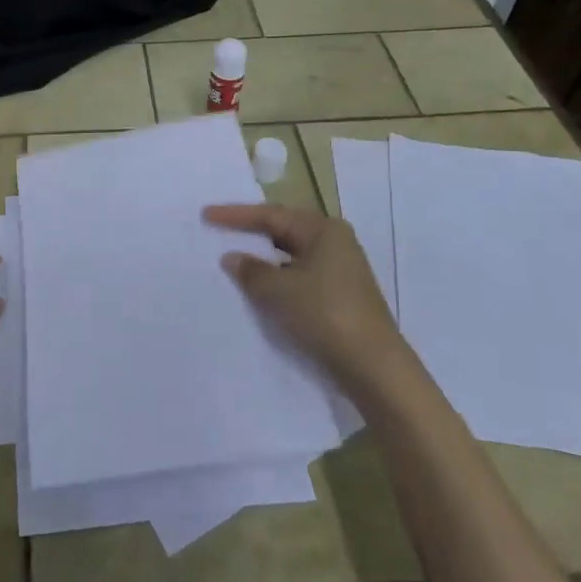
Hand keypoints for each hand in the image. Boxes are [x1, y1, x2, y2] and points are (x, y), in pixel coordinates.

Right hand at [205, 203, 409, 390]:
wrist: (373, 367)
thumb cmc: (325, 314)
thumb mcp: (279, 290)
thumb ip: (251, 270)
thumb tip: (232, 257)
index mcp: (324, 230)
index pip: (271, 215)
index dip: (236, 215)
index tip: (206, 214)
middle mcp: (335, 243)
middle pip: (284, 231)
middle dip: (251, 233)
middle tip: (219, 231)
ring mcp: (340, 270)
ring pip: (291, 256)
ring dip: (263, 259)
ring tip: (233, 260)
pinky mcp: (339, 295)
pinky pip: (299, 276)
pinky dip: (277, 279)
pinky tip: (259, 289)